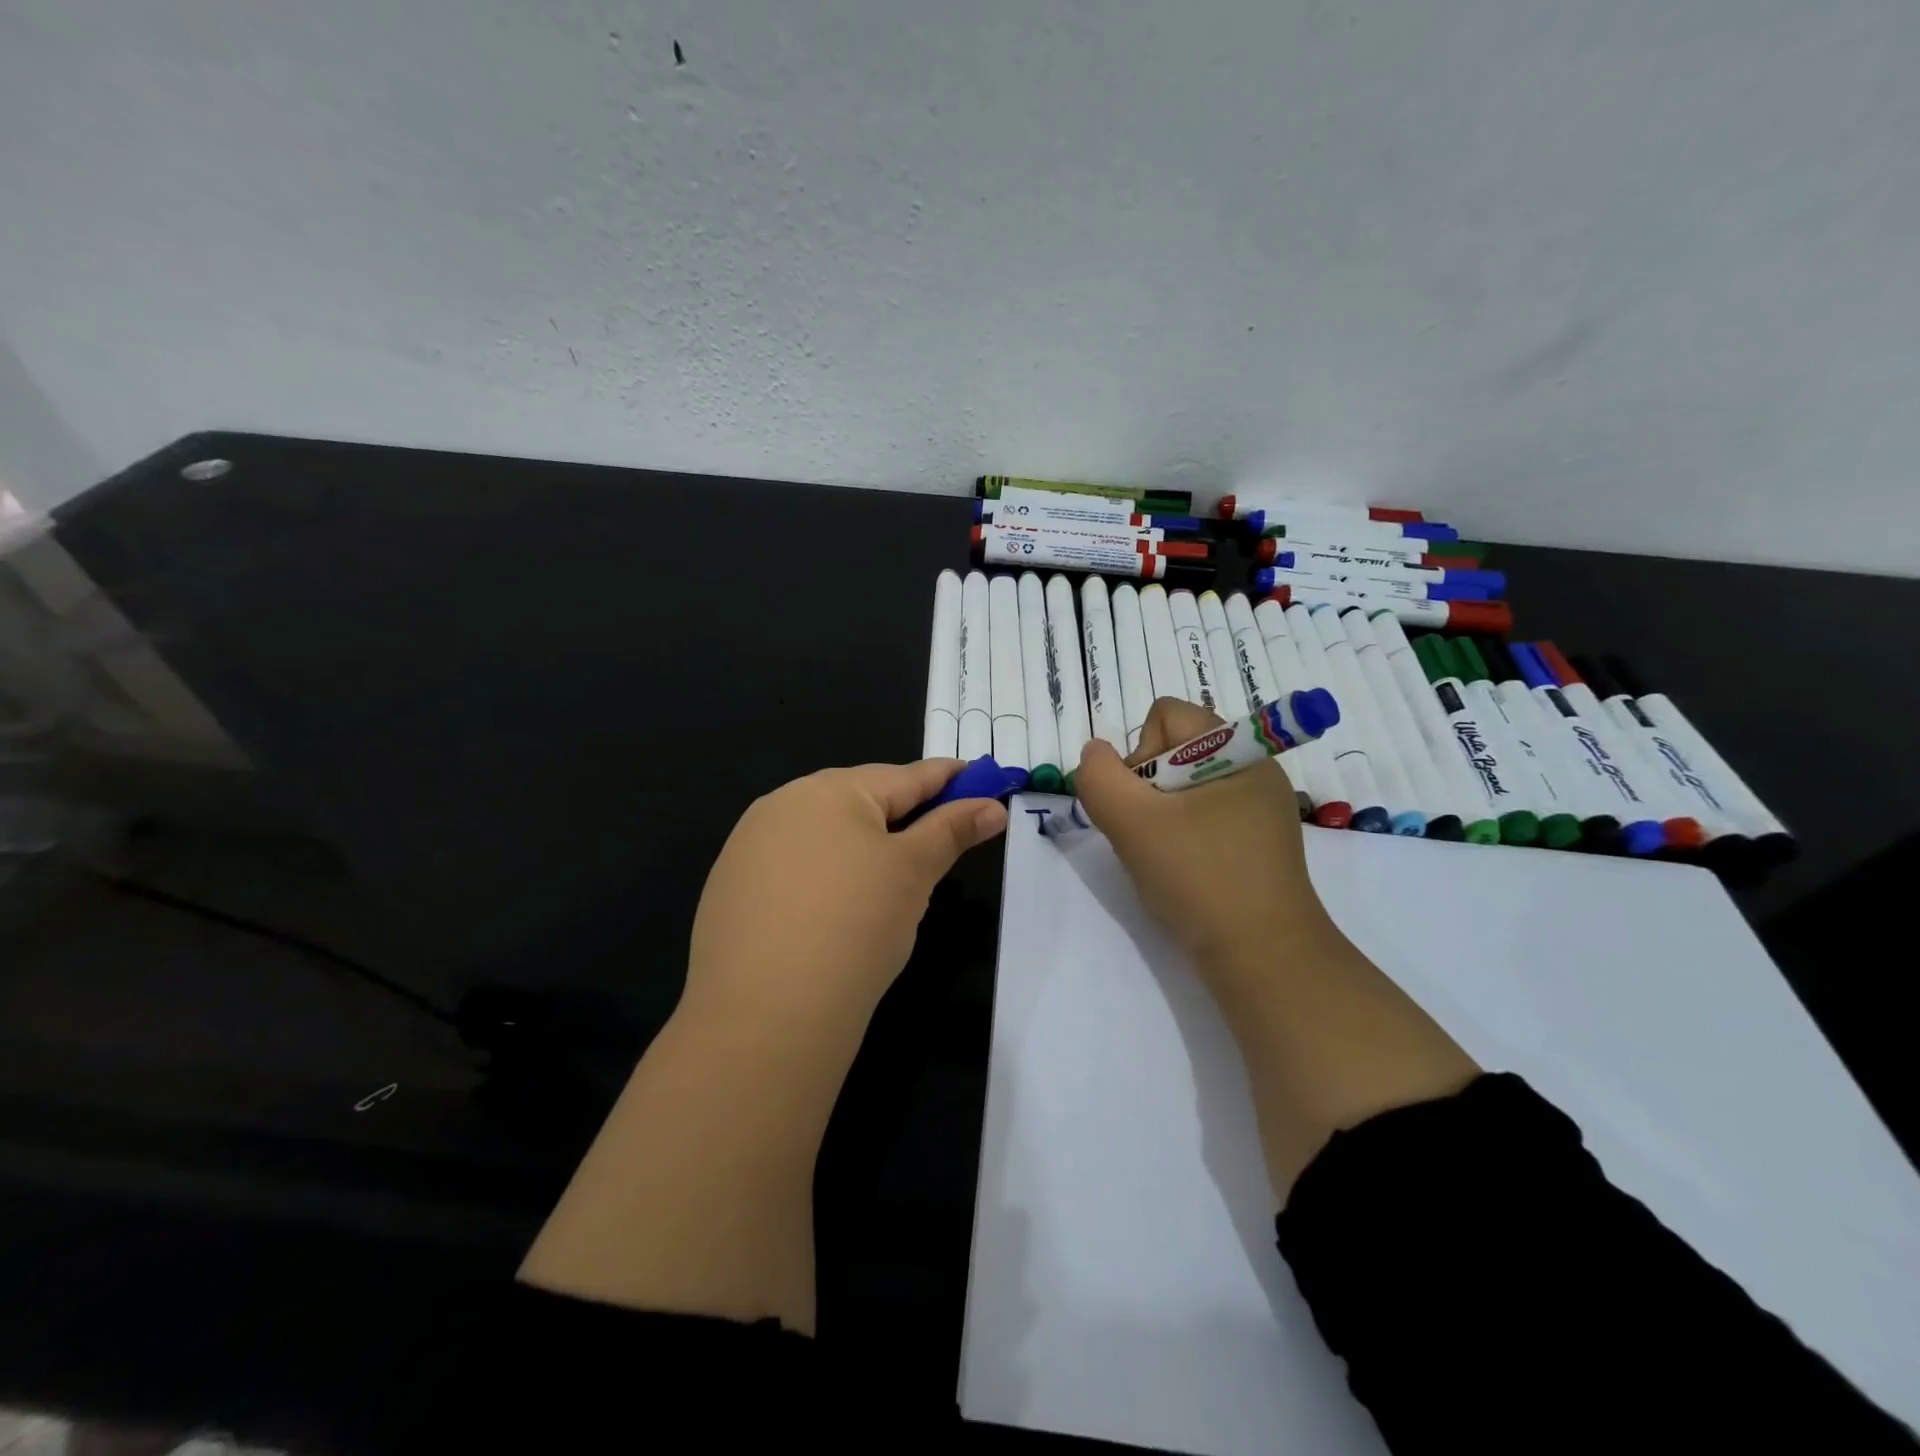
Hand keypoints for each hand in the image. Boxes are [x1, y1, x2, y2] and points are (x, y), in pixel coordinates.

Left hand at [682, 759, 1007, 1031]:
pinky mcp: (731, 889)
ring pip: (824, 834)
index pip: (904, 777)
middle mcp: (782, 805)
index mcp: (829, 790)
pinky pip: (794, 866)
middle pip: (860, 800)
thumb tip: (992, 806)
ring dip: (860, 845)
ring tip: (889, 880)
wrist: (766, 1015)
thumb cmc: (855, 925)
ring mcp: (749, 847)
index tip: (978, 778)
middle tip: (939, 836)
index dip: (946, 778)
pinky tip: (834, 909)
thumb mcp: (913, 872)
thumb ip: (951, 831)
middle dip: (902, 814)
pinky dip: (825, 875)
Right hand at [1077, 698, 1477, 1197]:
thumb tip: (1094, 755)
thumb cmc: (1198, 879)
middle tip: (1149, 833)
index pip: (1166, 715)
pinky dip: (1183, 834)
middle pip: (1175, 748)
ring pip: (1185, 785)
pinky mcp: (1259, 840)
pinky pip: (1205, 814)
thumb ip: (1098, 777)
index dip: (1139, 752)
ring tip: (1164, 855)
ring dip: (1160, 813)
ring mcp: (1260, 806)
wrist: (1263, 959)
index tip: (1142, 803)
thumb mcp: (1131, 823)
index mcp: (1237, 750)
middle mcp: (1255, 768)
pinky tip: (1184, 869)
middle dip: (1147, 785)